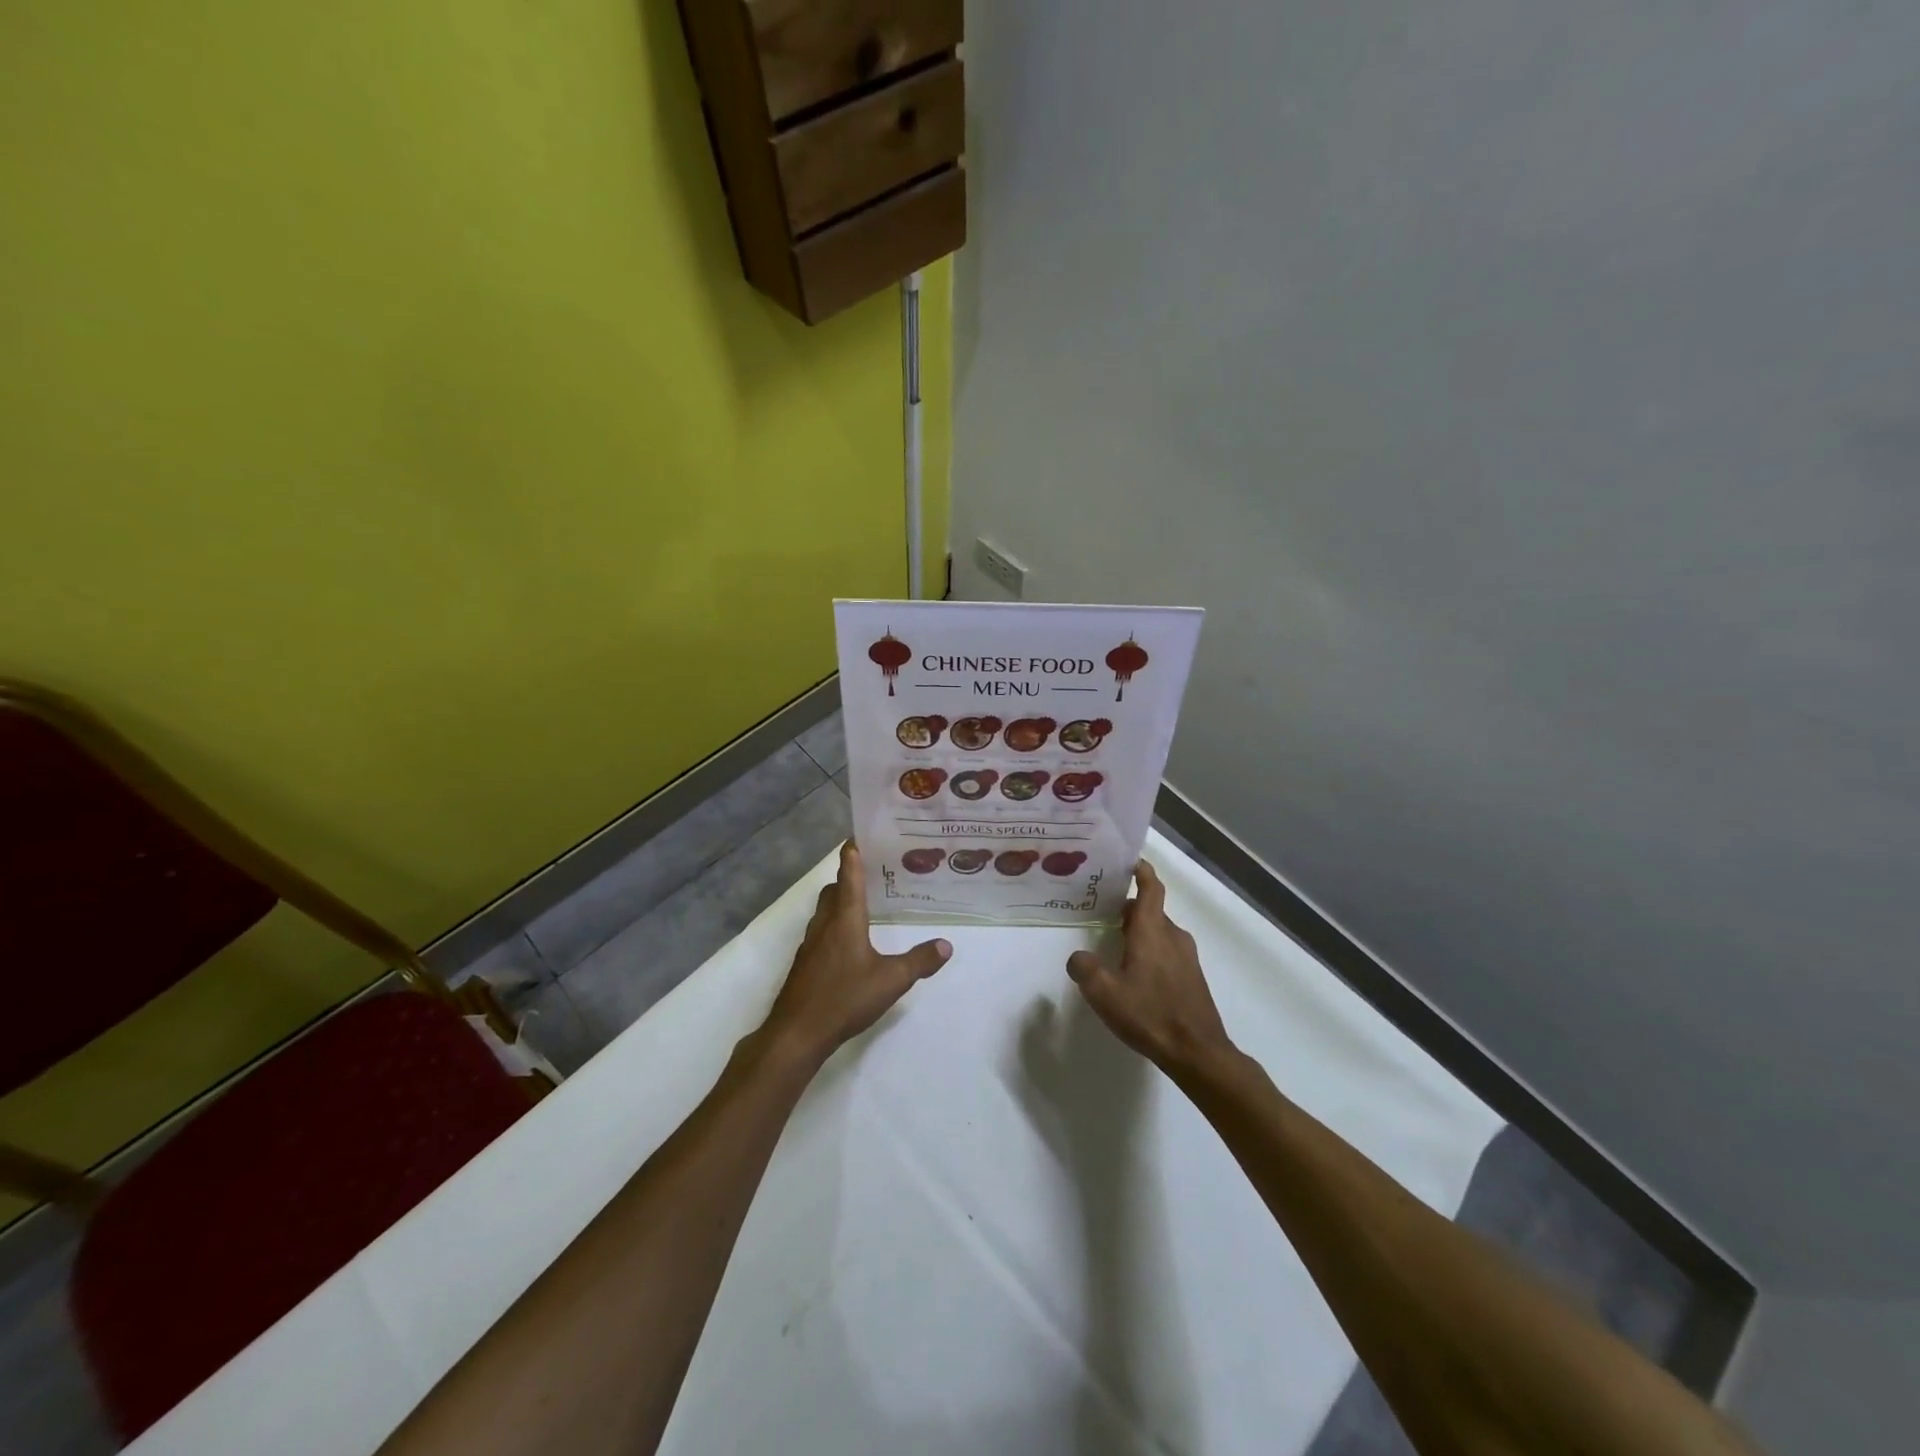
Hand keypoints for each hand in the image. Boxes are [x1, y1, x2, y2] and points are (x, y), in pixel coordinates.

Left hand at [761, 842, 951, 1067]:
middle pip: (834, 891)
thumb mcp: (891, 980)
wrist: (797, 1033)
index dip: (853, 854)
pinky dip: (834, 926)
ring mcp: (811, 945)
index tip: (858, 835)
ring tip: (864, 906)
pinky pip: (821, 933)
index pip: (849, 875)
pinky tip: (850, 945)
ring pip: (825, 912)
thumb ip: (919, 961)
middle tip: (872, 874)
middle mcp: (825, 924)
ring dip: (840, 902)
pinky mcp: (805, 964)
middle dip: (848, 878)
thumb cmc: (844, 998)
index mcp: (845, 918)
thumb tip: (946, 944)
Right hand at [1067, 860, 1232, 1074]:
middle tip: (1103, 911)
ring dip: (1140, 931)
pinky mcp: (1192, 977)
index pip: (1151, 888)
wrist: (1198, 1052)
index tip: (1128, 861)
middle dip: (1129, 908)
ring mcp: (1187, 957)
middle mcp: (1172, 936)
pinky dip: (1151, 950)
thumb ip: (1085, 969)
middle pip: (1151, 910)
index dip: (1141, 871)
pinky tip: (1136, 973)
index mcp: (1152, 931)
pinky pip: (1168, 951)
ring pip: (1160, 932)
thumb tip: (1078, 958)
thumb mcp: (1105, 993)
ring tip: (1115, 943)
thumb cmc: (1150, 1015)